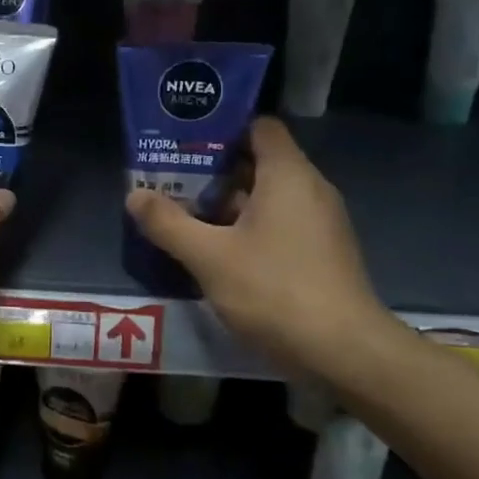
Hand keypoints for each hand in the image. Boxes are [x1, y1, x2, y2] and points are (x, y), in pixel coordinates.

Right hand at [124, 116, 397, 377]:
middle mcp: (311, 189)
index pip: (259, 127)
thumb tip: (134, 196)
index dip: (222, 129)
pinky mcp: (323, 252)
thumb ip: (168, 223)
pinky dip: (250, 227)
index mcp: (288, 175)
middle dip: (214, 171)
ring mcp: (321, 222)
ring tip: (186, 215)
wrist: (344, 352)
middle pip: (260, 162)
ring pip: (269, 196)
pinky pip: (282, 223)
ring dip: (229, 203)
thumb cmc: (274, 290)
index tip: (185, 143)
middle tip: (173, 180)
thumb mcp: (209, 257)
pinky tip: (219, 251)